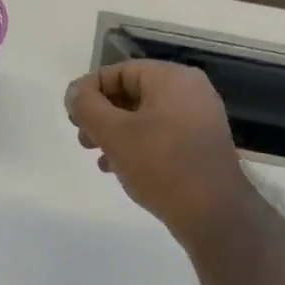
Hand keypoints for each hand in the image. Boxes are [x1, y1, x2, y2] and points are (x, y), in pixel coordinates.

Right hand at [65, 60, 254, 245]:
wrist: (213, 212)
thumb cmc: (160, 164)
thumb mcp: (114, 133)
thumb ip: (87, 106)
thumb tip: (74, 92)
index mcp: (172, 78)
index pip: (120, 71)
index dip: (89, 90)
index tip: (71, 116)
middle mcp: (190, 92)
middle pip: (132, 93)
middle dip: (101, 114)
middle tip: (82, 138)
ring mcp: (199, 119)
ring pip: (144, 117)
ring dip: (115, 133)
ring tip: (96, 156)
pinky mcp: (200, 146)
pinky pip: (160, 136)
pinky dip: (136, 146)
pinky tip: (118, 168)